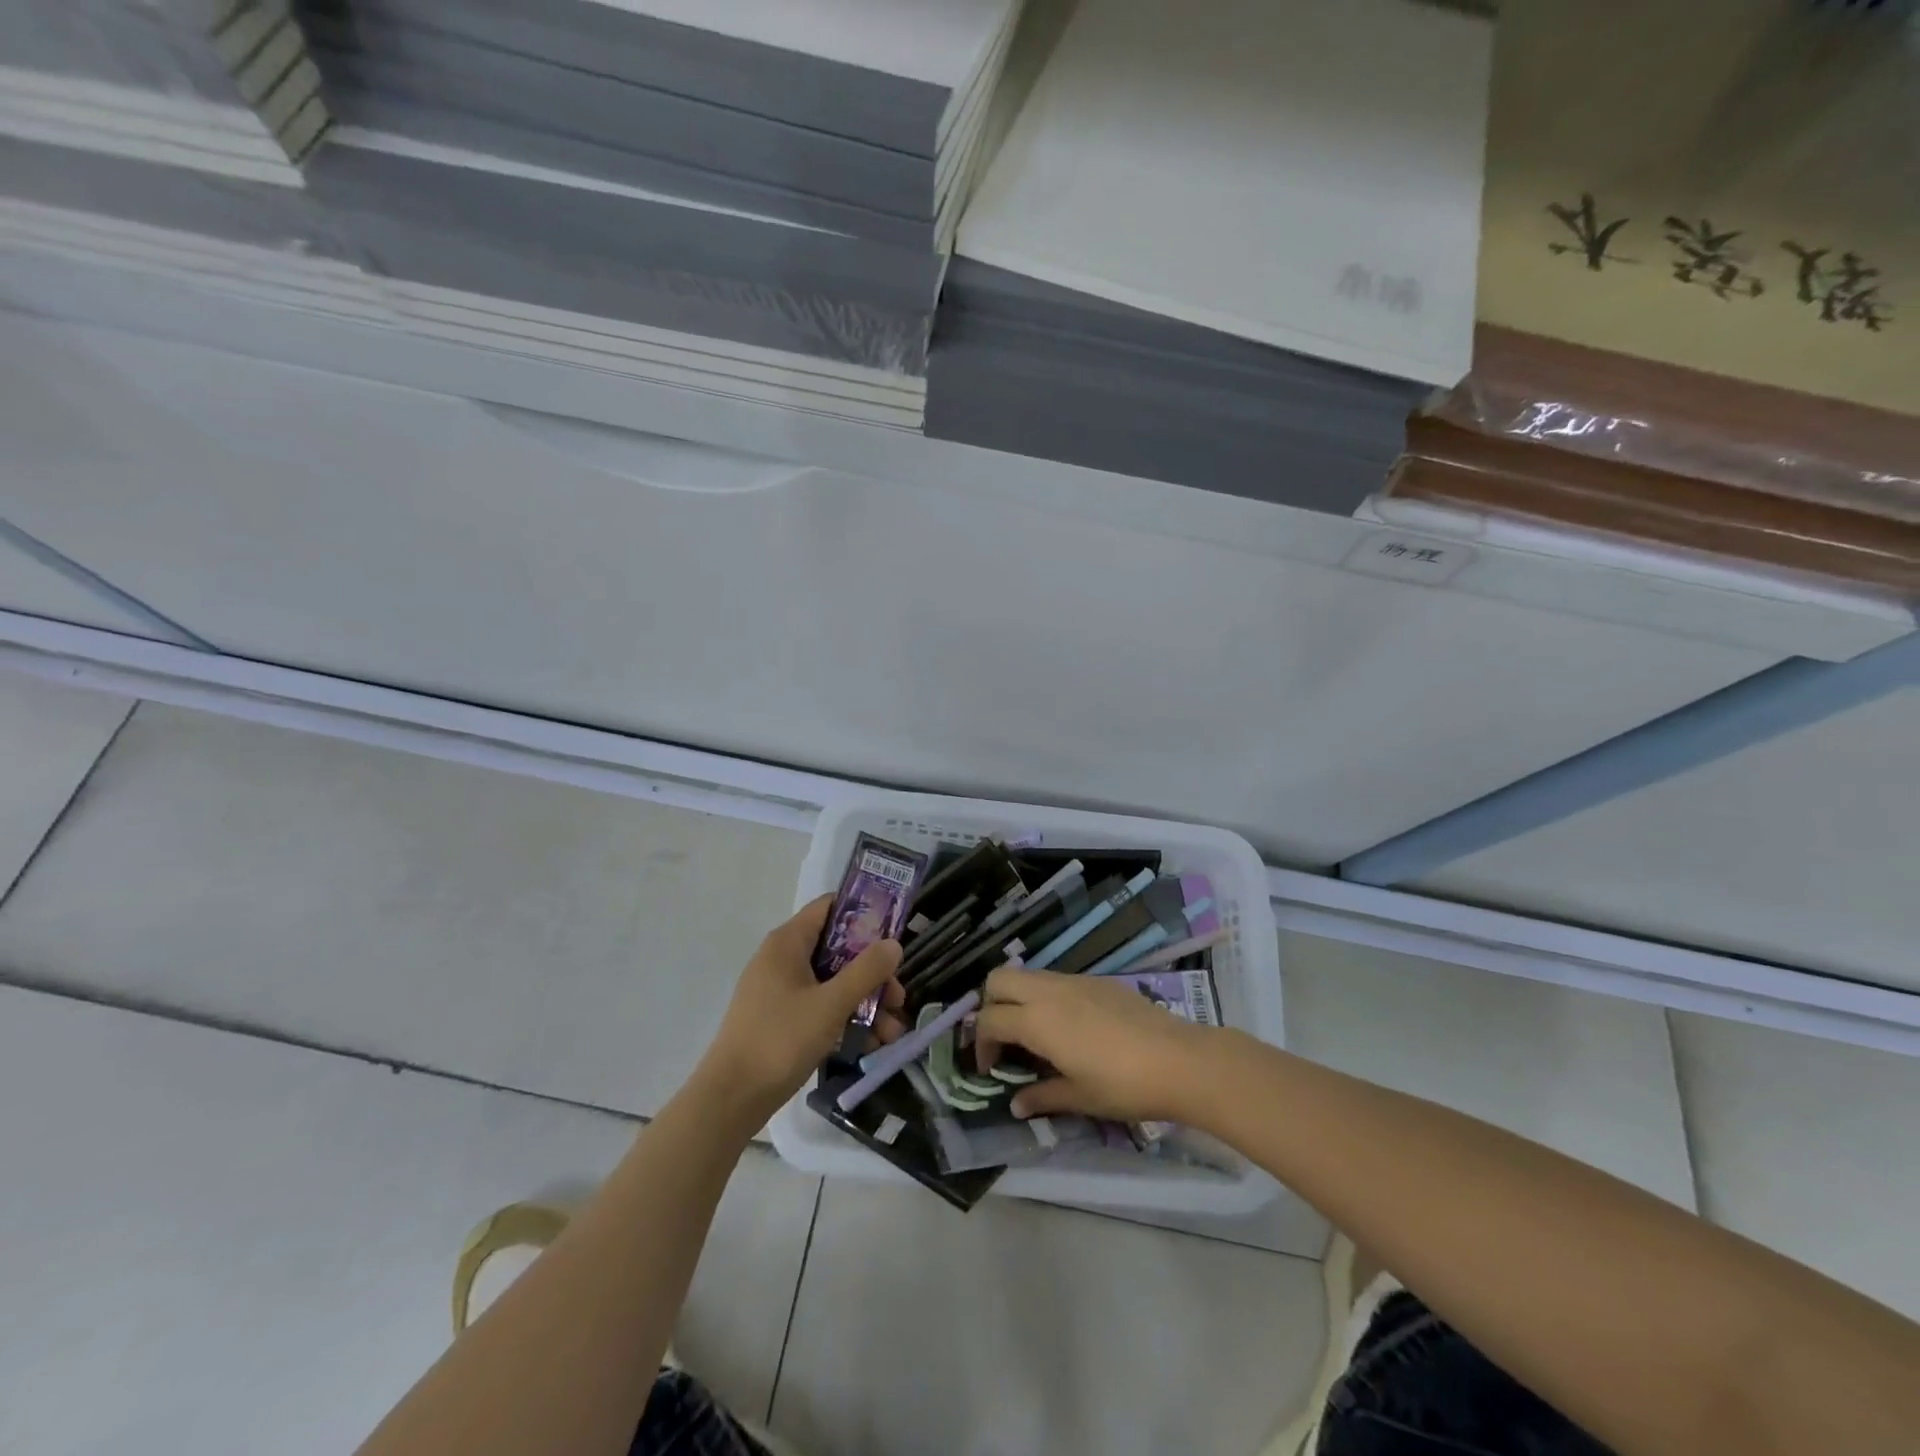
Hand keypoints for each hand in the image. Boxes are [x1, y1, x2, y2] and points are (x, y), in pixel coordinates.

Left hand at [696, 896, 905, 1118]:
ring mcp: (780, 990)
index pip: (830, 906)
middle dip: (872, 973)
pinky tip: (871, 1045)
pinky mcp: (781, 1018)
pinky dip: (845, 1019)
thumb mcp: (831, 1004)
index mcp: (788, 942)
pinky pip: (821, 1006)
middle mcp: (783, 958)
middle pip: (838, 949)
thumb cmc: (780, 1040)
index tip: (894, 933)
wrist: (731, 1099)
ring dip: (865, 1002)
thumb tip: (894, 944)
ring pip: (833, 982)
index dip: (864, 913)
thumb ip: (866, 971)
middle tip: (898, 997)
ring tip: (892, 1033)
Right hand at [975, 967, 1217, 1122]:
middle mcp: (1050, 991)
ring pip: (1029, 975)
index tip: (991, 1070)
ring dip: (1019, 999)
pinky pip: (1057, 980)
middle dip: (990, 1005)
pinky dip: (1046, 997)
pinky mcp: (1098, 981)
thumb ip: (1042, 1096)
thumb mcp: (1079, 1098)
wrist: (1180, 1060)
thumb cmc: (1124, 1085)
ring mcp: (1075, 981)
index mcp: (1038, 1019)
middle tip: (1003, 1040)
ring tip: (1034, 1036)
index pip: (989, 1020)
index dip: (981, 1044)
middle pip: (999, 979)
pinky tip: (1068, 1028)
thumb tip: (1017, 1104)